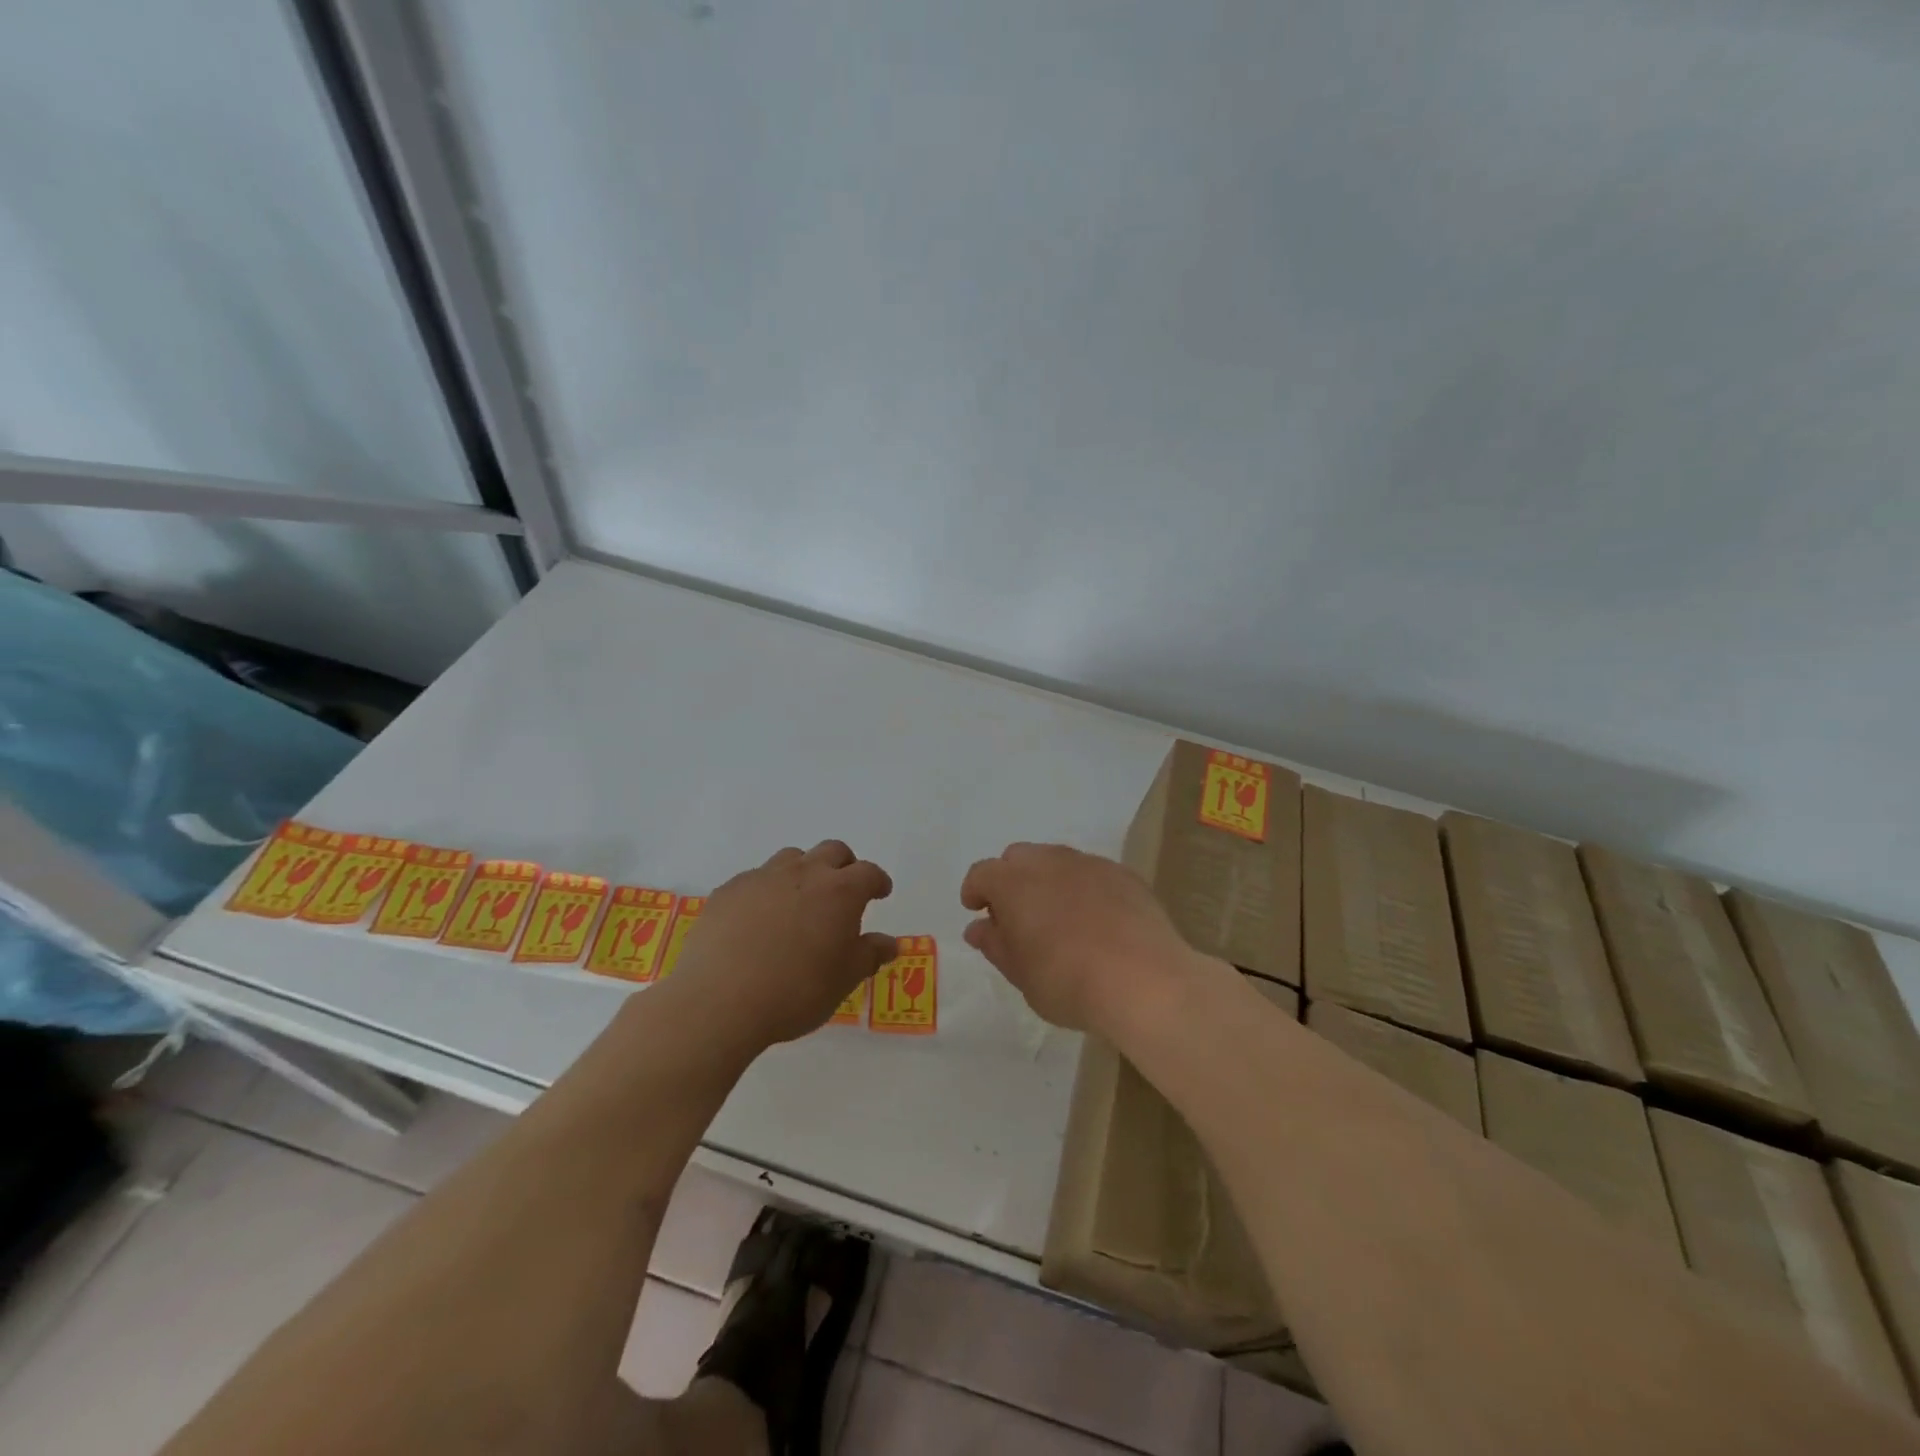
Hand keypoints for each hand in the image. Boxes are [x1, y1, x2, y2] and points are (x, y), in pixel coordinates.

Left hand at [670, 841, 896, 1047]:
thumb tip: (889, 943)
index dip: (877, 881)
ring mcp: (762, 877)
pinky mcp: (729, 890)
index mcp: (840, 892)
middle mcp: (804, 873)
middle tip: (844, 889)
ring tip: (800, 902)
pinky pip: (755, 879)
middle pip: (832, 851)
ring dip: (803, 872)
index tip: (880, 892)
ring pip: (792, 858)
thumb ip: (869, 955)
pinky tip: (758, 920)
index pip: (869, 873)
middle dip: (844, 865)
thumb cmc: (796, 991)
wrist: (719, 1000)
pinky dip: (766, 891)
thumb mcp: (844, 980)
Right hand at [960, 843, 1205, 1033]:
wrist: (1144, 980)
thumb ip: (996, 945)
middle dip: (1011, 880)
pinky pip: (1092, 873)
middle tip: (1017, 915)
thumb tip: (979, 928)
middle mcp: (1049, 862)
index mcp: (1014, 882)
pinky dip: (1084, 888)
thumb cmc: (1068, 982)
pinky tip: (1096, 920)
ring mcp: (1090, 864)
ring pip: (1057, 860)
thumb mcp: (1021, 974)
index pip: (982, 873)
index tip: (977, 911)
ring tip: (1057, 917)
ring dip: (1048, 881)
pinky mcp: (1124, 875)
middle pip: (1019, 857)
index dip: (975, 891)